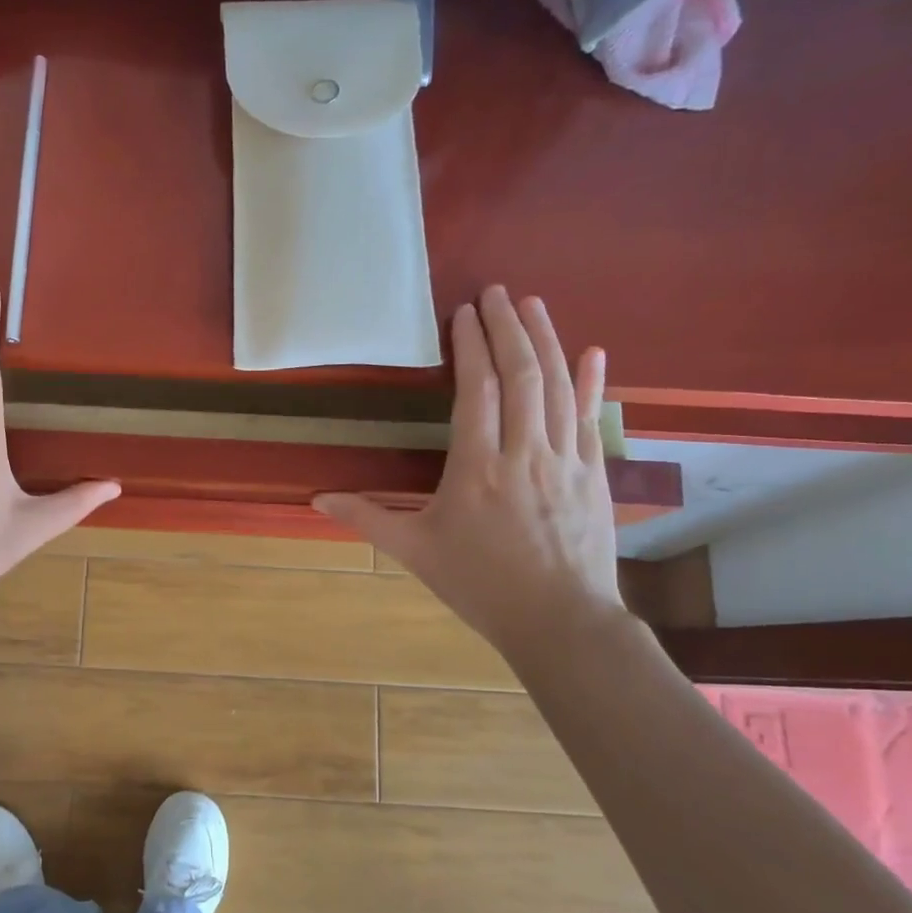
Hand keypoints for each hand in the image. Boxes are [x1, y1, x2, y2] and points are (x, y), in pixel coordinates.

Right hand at [314, 285, 623, 661]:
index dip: (470, 347)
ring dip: (546, 340)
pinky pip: (592, 417)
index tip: (463, 313)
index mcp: (478, 467)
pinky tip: (593, 352)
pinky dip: (593, 382)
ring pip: (559, 387)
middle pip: (521, 375)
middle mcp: (525, 452)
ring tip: (533, 304)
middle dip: (507, 327)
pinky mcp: (594, 473)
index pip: (477, 390)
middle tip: (496, 291)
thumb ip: (368, 518)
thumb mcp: (415, 551)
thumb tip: (317, 499)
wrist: (559, 621)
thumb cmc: (480, 584)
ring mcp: (566, 459)